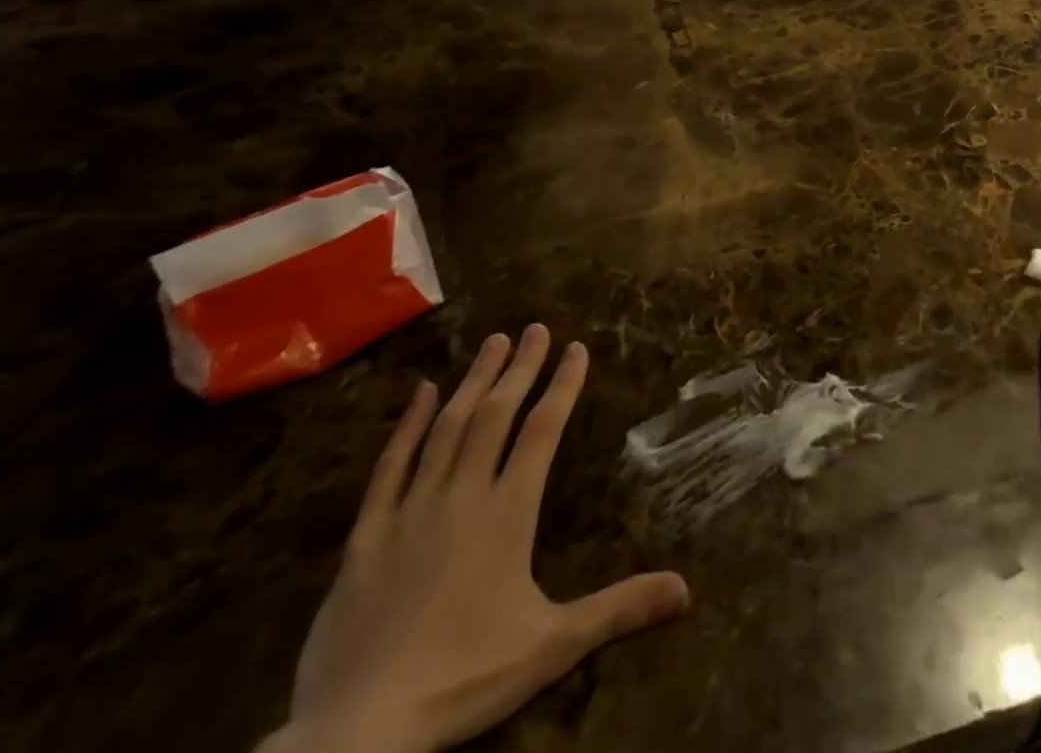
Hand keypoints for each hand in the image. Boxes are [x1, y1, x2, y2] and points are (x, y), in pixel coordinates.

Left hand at [268, 328, 689, 752]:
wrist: (355, 732)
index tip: (576, 348)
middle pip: (496, 415)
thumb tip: (686, 590)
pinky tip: (422, 392)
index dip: (563, 385)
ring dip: (474, 382)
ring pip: (447, 428)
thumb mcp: (551, 646)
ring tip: (492, 342)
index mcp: (508, 512)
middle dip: (520, 368)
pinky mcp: (366, 536)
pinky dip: (407, 425)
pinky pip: (390, 467)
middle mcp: (463, 495)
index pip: (543, 430)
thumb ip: (618, 608)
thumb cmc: (462, 679)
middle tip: (535, 328)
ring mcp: (411, 510)